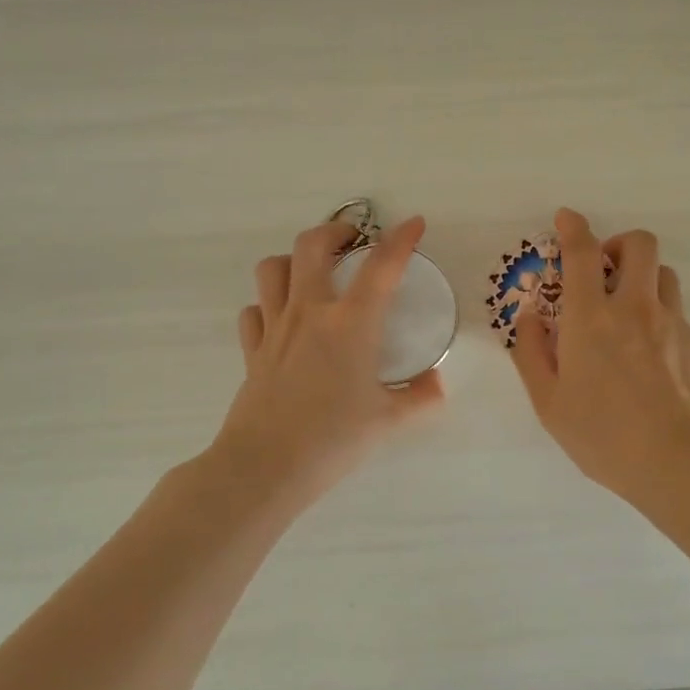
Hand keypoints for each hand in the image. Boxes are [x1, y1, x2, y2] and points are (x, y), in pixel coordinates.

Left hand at [209, 216, 444, 504]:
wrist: (265, 466)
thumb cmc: (333, 439)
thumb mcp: (388, 420)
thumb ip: (419, 397)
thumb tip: (437, 384)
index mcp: (351, 323)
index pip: (381, 266)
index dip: (401, 238)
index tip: (415, 223)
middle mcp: (310, 312)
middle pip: (312, 245)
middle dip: (335, 230)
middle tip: (353, 239)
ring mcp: (275, 327)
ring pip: (273, 268)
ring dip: (294, 260)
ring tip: (313, 272)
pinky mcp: (252, 350)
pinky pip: (255, 310)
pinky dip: (268, 305)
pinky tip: (282, 320)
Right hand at [512, 208, 689, 496]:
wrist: (676, 461)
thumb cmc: (601, 433)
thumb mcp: (547, 400)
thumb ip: (530, 352)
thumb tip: (529, 317)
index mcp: (591, 317)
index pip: (582, 253)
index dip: (573, 227)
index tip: (567, 218)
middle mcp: (635, 308)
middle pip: (640, 244)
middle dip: (620, 243)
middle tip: (605, 271)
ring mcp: (673, 324)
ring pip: (665, 275)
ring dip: (644, 279)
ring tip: (630, 313)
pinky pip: (679, 316)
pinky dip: (661, 322)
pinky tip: (653, 361)